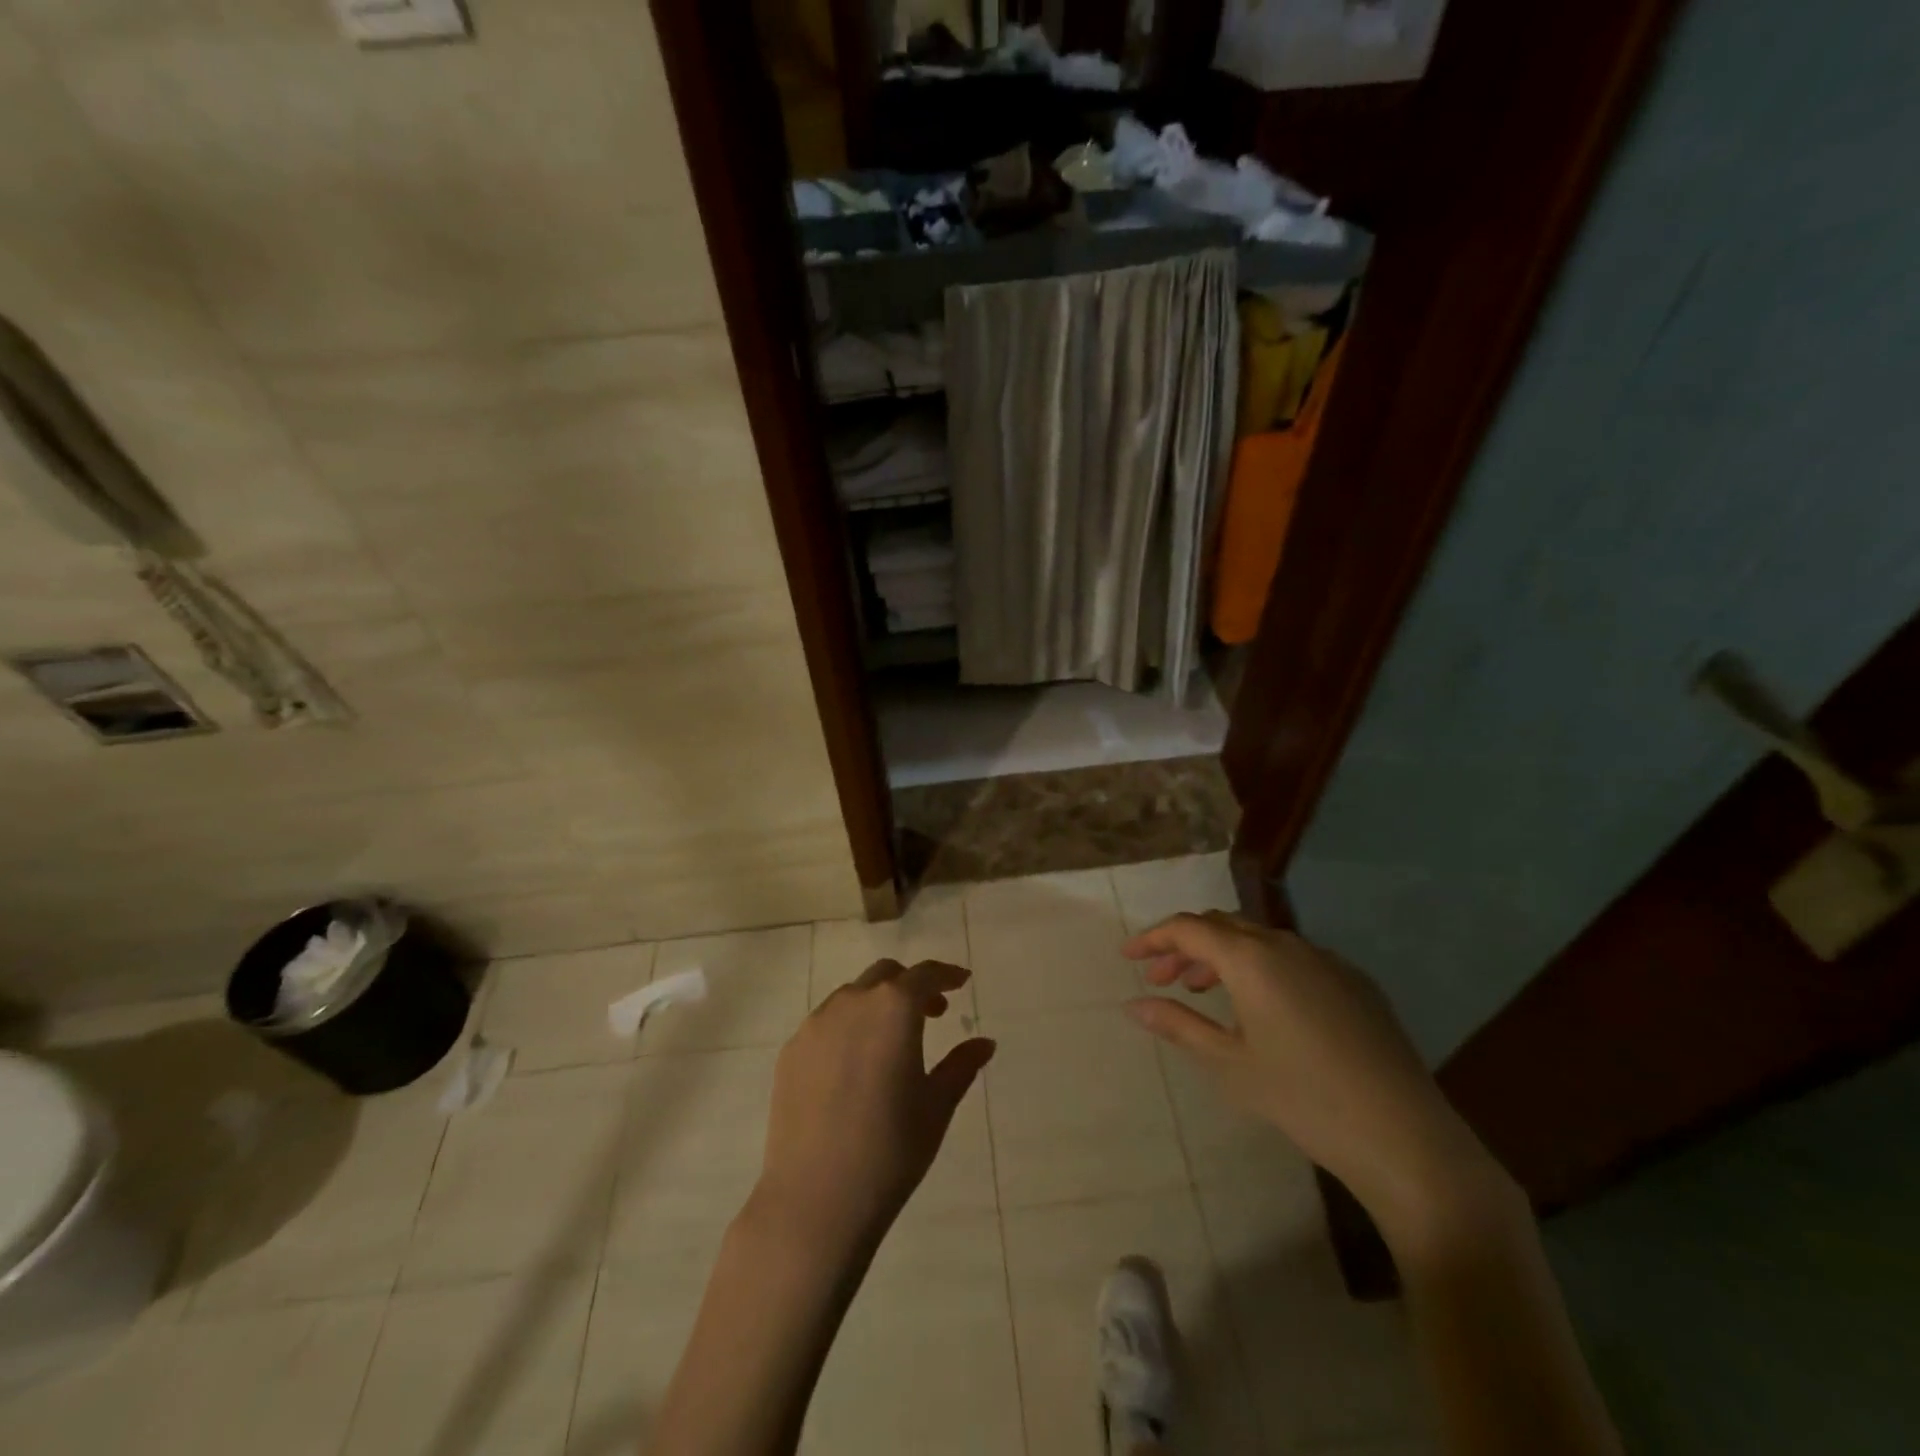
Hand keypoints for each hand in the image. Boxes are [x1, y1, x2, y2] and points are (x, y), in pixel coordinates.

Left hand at [754, 959, 994, 1251]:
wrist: (815, 1198)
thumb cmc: (890, 1149)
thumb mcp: (936, 1106)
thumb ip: (961, 1065)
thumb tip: (985, 1043)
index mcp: (893, 1008)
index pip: (925, 974)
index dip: (947, 974)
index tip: (962, 982)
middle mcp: (852, 1003)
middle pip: (886, 976)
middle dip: (911, 986)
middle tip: (932, 1015)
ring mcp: (815, 1025)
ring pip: (852, 997)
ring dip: (877, 1005)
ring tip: (892, 1042)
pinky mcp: (791, 1051)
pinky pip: (826, 1024)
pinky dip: (848, 1028)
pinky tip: (855, 1067)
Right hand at [1123, 913, 1515, 1245]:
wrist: (1403, 1136)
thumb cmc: (1302, 1097)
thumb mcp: (1228, 1063)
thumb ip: (1178, 1025)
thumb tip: (1134, 1004)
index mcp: (1251, 958)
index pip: (1188, 928)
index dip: (1153, 937)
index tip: (1127, 955)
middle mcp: (1287, 945)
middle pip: (1223, 926)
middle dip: (1185, 946)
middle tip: (1160, 977)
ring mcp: (1326, 960)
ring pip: (1259, 940)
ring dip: (1222, 956)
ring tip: (1202, 989)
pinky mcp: (1355, 982)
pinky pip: (1293, 958)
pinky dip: (1261, 967)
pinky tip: (1261, 1007)